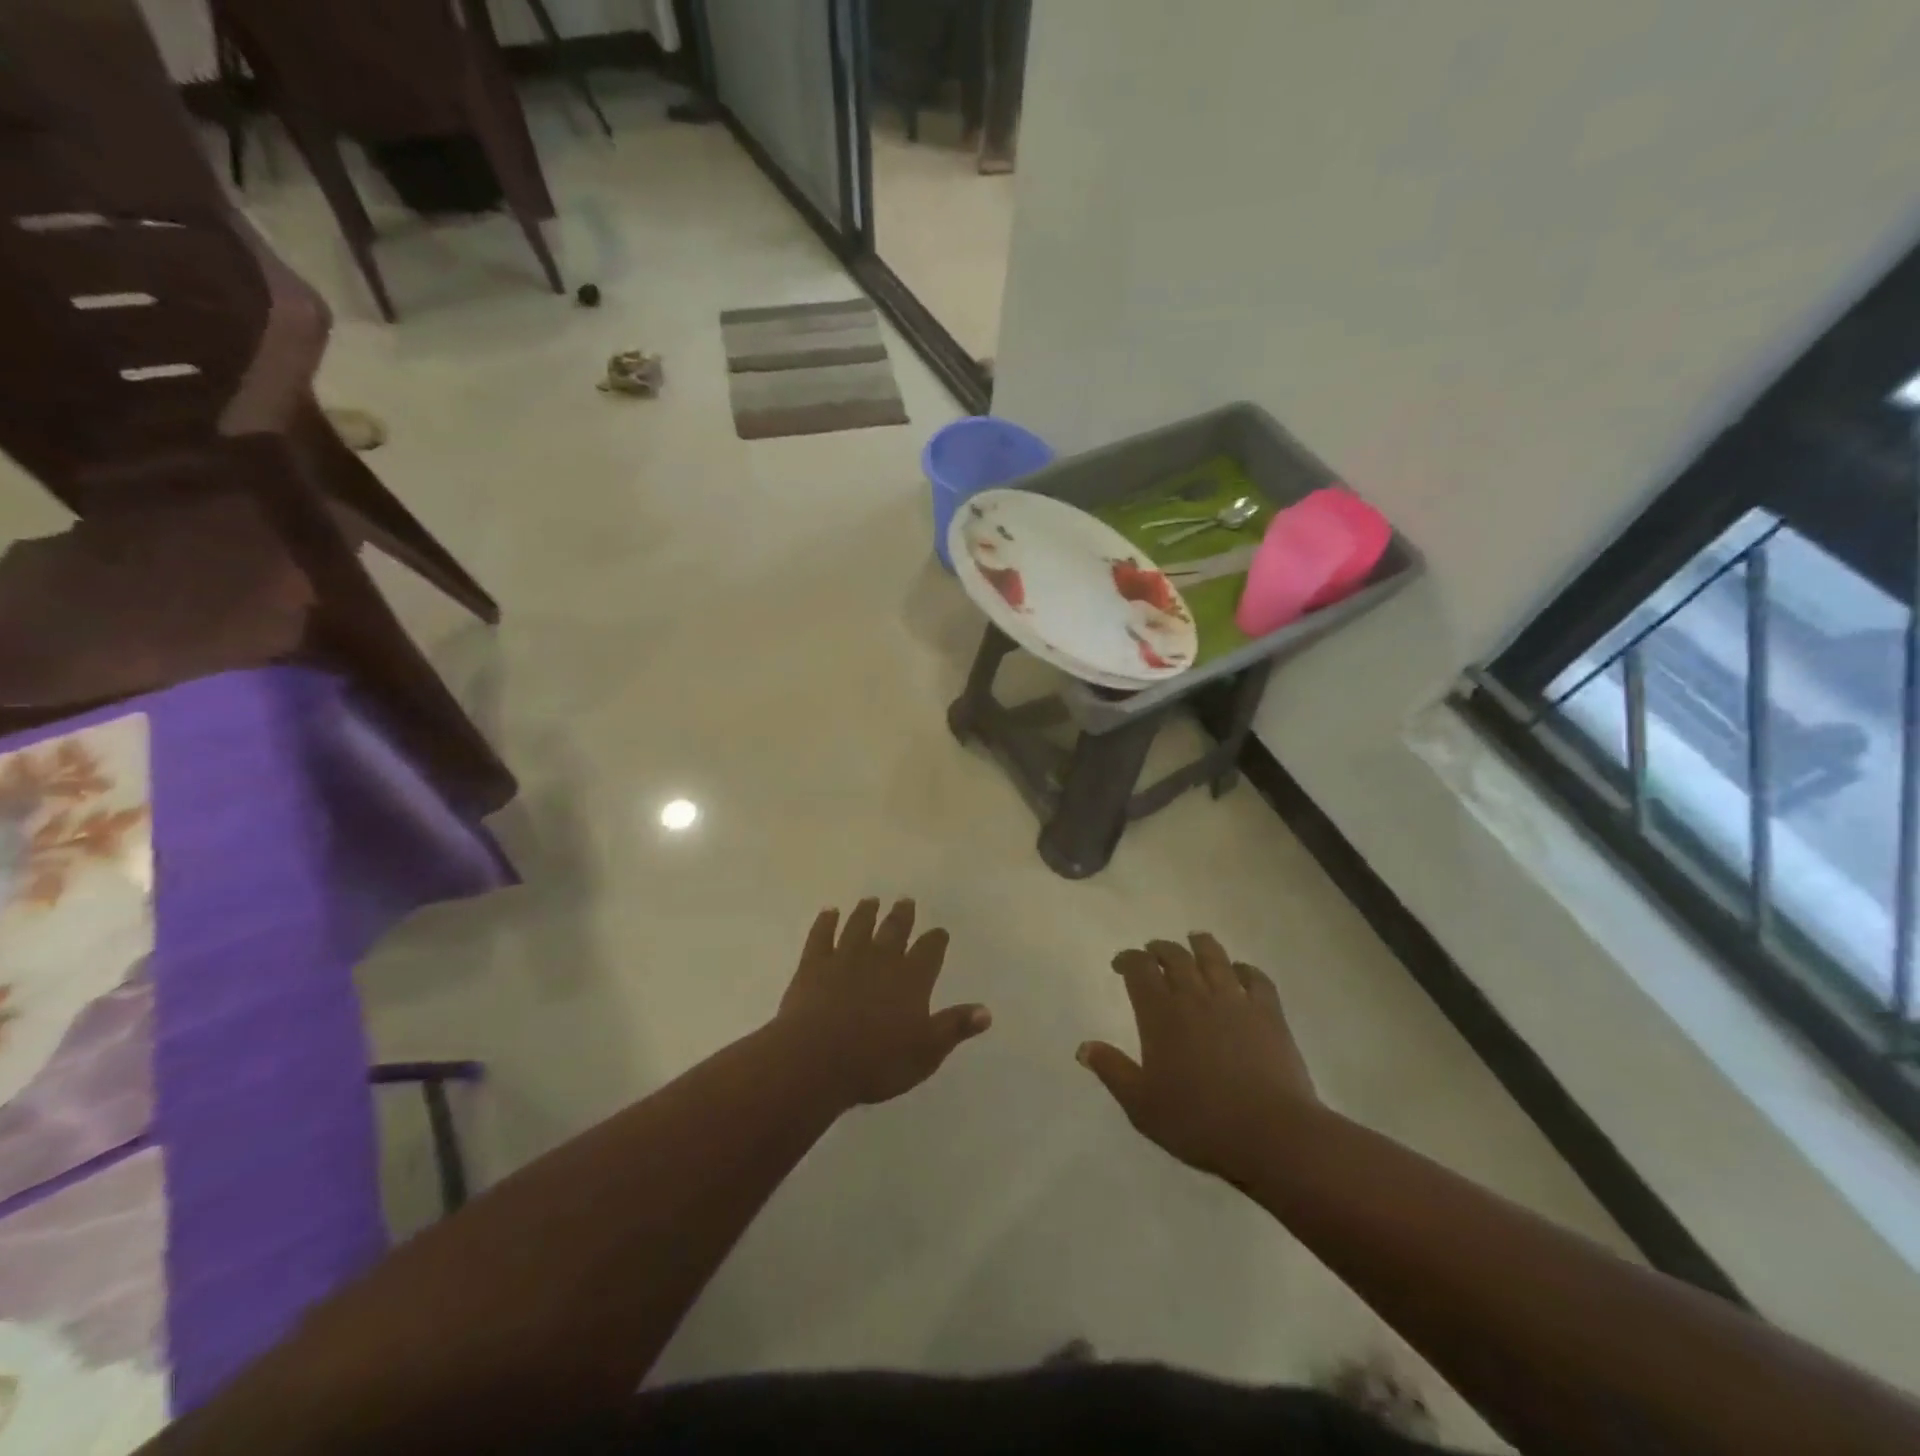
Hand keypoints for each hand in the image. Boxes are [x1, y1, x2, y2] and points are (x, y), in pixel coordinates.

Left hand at [775, 898, 991, 1108]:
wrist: (816, 1059)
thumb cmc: (876, 1061)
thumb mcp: (926, 1052)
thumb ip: (954, 1027)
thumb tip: (986, 1011)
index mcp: (911, 979)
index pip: (929, 951)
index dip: (936, 940)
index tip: (939, 931)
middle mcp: (881, 959)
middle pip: (894, 930)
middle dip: (902, 916)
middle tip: (905, 900)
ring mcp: (845, 958)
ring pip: (859, 926)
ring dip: (866, 912)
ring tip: (871, 900)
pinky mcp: (814, 964)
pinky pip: (821, 935)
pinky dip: (826, 921)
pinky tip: (829, 911)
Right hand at [1078, 933, 1318, 1183]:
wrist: (1270, 1134)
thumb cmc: (1198, 1122)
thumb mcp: (1142, 1105)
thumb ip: (1112, 1071)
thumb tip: (1083, 1047)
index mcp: (1160, 1013)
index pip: (1139, 968)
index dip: (1127, 959)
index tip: (1121, 964)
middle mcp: (1195, 996)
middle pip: (1175, 956)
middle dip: (1160, 949)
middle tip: (1153, 952)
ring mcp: (1234, 1000)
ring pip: (1214, 957)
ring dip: (1200, 945)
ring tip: (1195, 940)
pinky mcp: (1268, 1013)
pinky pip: (1256, 978)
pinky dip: (1245, 969)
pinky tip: (1241, 971)